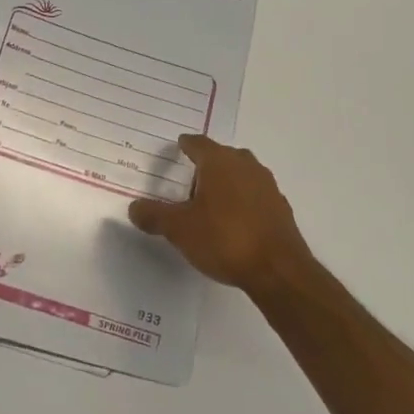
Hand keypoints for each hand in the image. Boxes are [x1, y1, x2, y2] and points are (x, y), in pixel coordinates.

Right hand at [129, 135, 312, 293]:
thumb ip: (155, 215)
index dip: (186, 145)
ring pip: (241, 174)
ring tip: (209, 201)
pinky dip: (242, 201)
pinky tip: (233, 221)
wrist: (278, 270)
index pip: (198, 144)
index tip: (178, 148)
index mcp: (219, 162)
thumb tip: (134, 208)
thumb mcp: (179, 229)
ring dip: (226, 183)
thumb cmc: (224, 239)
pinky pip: (255, 196)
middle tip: (189, 179)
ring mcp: (267, 186)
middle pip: (222, 156)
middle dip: (206, 164)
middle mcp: (245, 165)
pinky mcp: (280, 208)